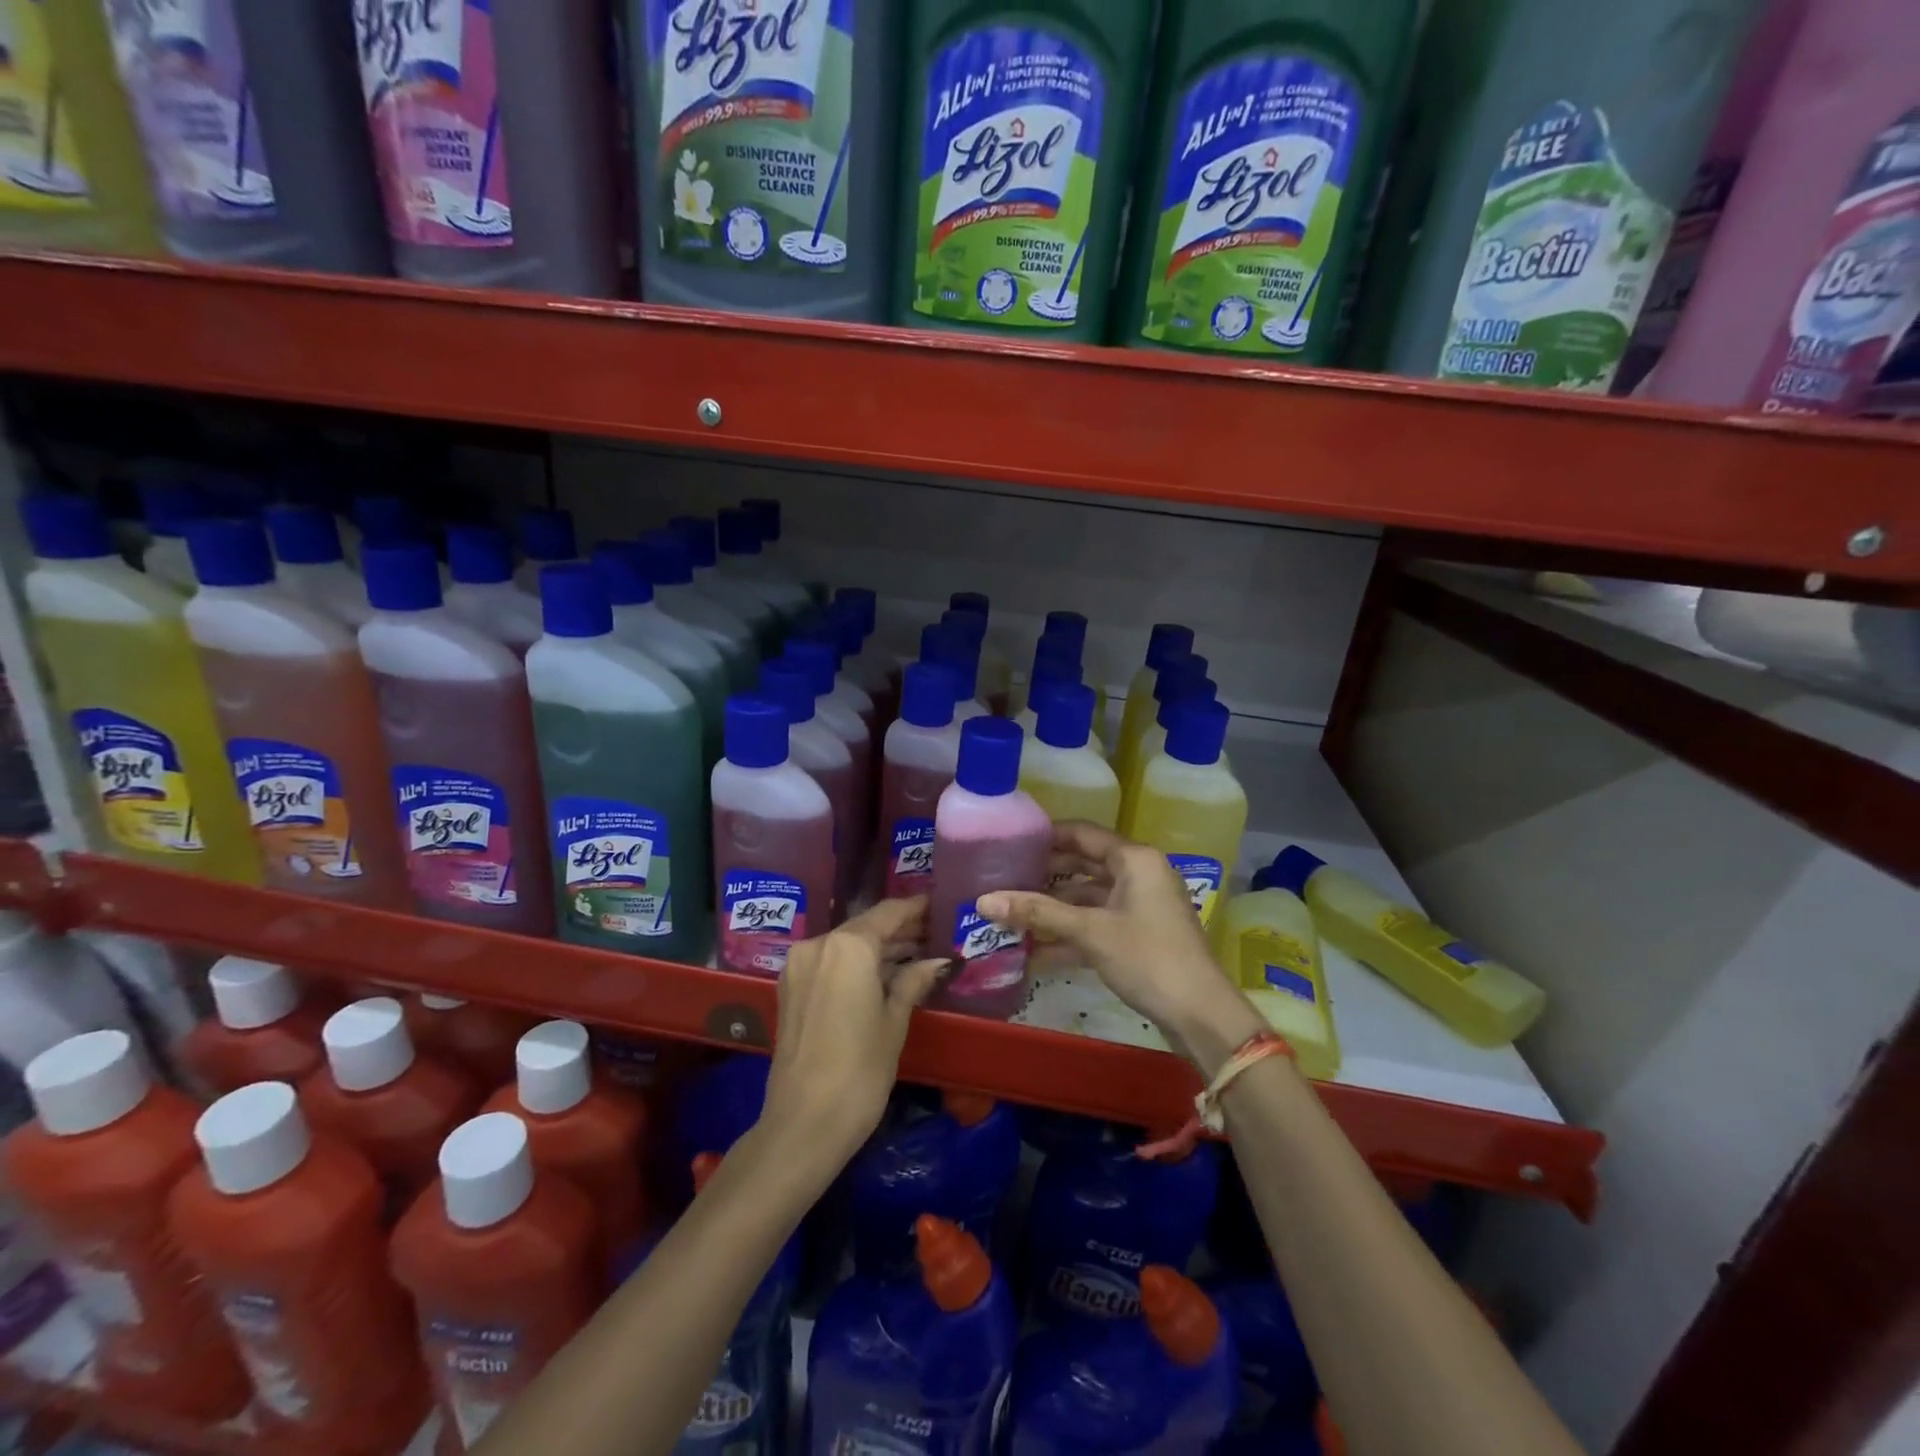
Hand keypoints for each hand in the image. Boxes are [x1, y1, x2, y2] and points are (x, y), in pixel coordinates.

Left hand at [760, 897, 946, 1168]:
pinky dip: (856, 963)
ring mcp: (799, 965)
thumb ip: (914, 981)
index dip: (916, 908)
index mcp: (848, 946)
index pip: (889, 913)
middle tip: (934, 933)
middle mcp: (819, 944)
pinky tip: (883, 975)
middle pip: (866, 926)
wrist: (803, 1124)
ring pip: (847, 944)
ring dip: (878, 948)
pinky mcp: (790, 987)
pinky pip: (830, 962)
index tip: (939, 905)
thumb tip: (939, 961)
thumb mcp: (895, 1022)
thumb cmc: (860, 1071)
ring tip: (916, 954)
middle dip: (899, 930)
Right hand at [976, 822, 1259, 1069]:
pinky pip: (1097, 924)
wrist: (1200, 1014)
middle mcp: (1139, 874)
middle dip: (1045, 875)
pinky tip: (1035, 950)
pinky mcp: (1139, 935)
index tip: (1010, 842)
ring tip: (1012, 914)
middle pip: (1084, 864)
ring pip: (1089, 897)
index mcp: (1134, 859)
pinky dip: (1070, 933)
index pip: (1082, 833)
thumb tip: (983, 900)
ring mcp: (1141, 906)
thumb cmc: (1147, 957)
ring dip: (1054, 908)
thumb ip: (1037, 912)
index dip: (1046, 836)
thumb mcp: (1089, 931)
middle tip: (1004, 878)